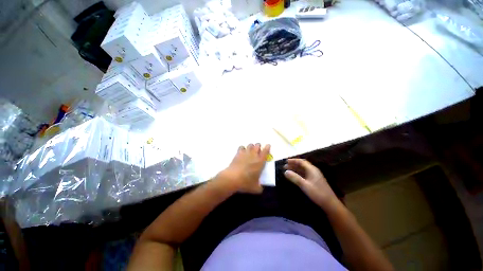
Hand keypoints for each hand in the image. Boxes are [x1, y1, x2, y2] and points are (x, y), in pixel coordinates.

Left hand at [217, 143, 270, 193]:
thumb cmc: (246, 182)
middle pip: (257, 145)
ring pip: (250, 145)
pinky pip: (241, 147)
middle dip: (258, 146)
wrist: (233, 178)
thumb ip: (260, 187)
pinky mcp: (238, 154)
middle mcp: (254, 155)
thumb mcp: (255, 188)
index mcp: (260, 162)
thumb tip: (260, 188)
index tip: (268, 145)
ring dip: (251, 146)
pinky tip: (242, 152)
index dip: (268, 147)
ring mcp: (245, 153)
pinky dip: (243, 148)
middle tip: (258, 150)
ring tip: (250, 151)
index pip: (266, 151)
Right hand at [284, 159, 338, 209]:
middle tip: (285, 166)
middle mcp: (313, 170)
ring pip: (303, 169)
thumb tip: (285, 172)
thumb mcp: (304, 185)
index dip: (293, 160)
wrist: (330, 203)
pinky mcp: (314, 180)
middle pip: (302, 165)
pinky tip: (295, 176)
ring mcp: (314, 175)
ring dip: (295, 169)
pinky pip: (305, 174)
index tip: (286, 161)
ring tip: (288, 170)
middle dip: (293, 164)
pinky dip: (298, 173)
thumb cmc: (317, 193)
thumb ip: (295, 178)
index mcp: (312, 169)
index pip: (301, 161)